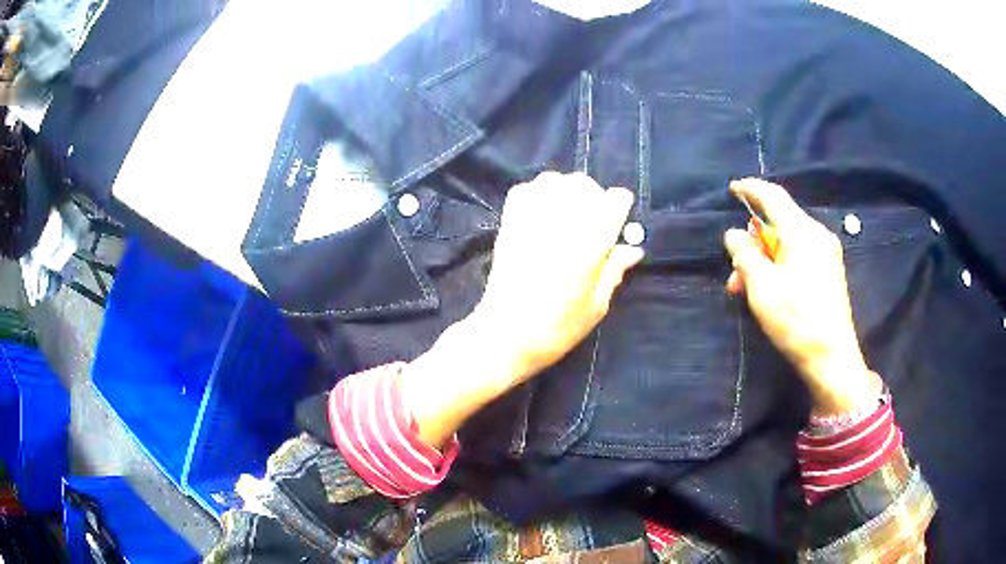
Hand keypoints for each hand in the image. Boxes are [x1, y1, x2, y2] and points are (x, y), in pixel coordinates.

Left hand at [402, 172, 643, 447]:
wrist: (505, 334)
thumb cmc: (557, 328)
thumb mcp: (596, 305)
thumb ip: (614, 270)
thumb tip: (633, 248)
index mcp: (590, 244)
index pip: (614, 201)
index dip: (620, 208)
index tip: (618, 222)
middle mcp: (561, 222)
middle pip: (584, 184)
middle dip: (595, 197)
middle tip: (593, 221)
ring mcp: (531, 219)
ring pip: (555, 180)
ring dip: (566, 191)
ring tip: (568, 214)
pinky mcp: (509, 223)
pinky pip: (526, 189)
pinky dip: (538, 193)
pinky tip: (543, 213)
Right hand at [723, 178, 881, 416]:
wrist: (832, 358)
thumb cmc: (797, 320)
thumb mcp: (762, 287)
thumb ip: (745, 255)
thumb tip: (734, 234)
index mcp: (802, 232)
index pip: (774, 197)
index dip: (751, 189)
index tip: (733, 188)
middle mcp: (817, 235)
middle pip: (779, 224)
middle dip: (753, 242)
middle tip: (734, 270)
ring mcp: (826, 254)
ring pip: (787, 243)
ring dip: (763, 259)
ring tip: (745, 289)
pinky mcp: (829, 272)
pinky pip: (798, 256)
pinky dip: (779, 266)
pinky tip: (768, 290)